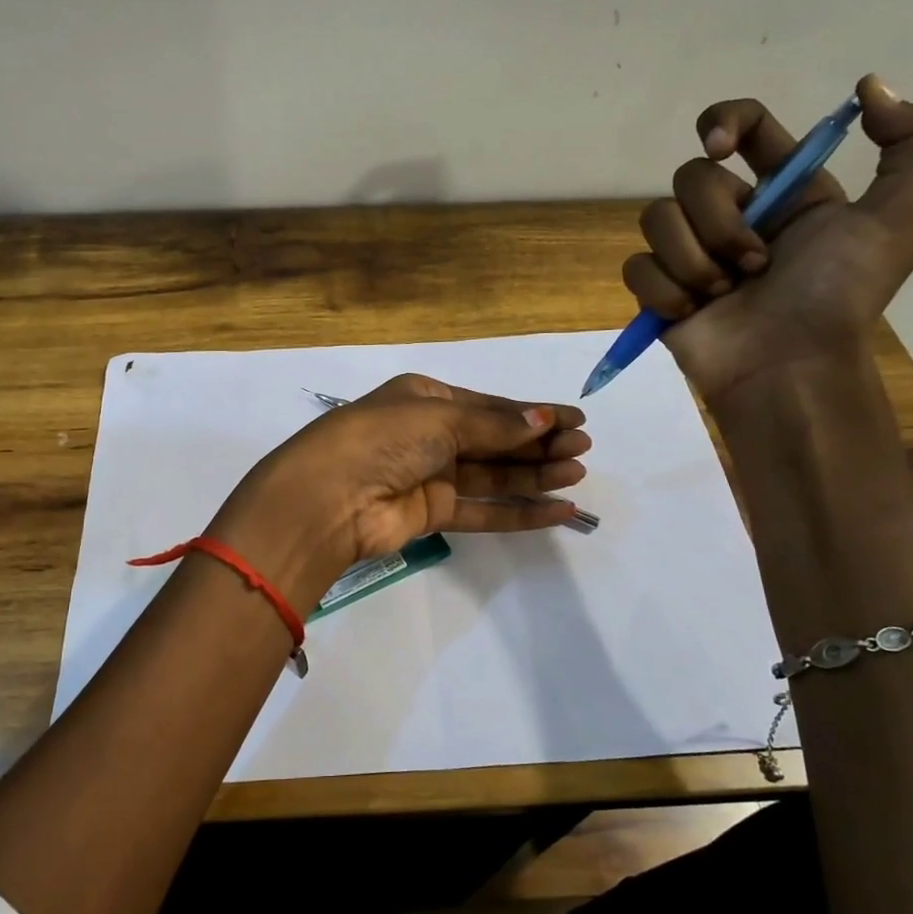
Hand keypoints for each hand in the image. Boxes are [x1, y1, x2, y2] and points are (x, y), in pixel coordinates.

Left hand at [209, 374, 590, 612]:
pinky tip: (557, 511)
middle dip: (539, 443)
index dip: (532, 413)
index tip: (576, 420)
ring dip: (535, 475)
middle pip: (495, 439)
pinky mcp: (431, 514)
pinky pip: (483, 510)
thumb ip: (494, 425)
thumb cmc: (383, 438)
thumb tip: (544, 419)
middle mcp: (428, 434)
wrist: (329, 497)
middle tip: (583, 449)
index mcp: (425, 398)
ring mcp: (430, 475)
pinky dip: (518, 511)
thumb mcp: (440, 418)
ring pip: (492, 474)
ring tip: (577, 475)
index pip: (489, 406)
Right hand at [621, 73, 912, 405]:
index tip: (721, 147)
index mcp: (786, 191)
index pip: (745, 126)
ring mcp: (690, 253)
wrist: (788, 367)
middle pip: (690, 176)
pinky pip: (637, 266)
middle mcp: (733, 214)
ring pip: (656, 218)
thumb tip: (868, 86)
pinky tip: (691, 311)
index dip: (724, 120)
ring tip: (725, 293)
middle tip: (755, 263)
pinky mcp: (657, 289)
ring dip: (694, 259)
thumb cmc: (840, 295)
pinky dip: (664, 289)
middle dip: (719, 221)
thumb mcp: (906, 217)